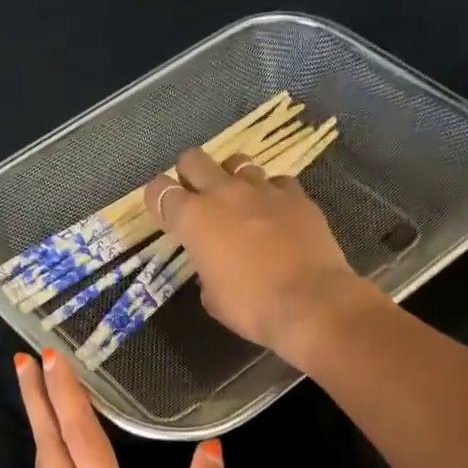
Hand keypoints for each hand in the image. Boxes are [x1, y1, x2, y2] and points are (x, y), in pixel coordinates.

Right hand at [145, 147, 377, 360]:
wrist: (310, 303)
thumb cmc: (251, 307)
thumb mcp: (212, 297)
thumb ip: (205, 270)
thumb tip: (213, 264)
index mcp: (194, 219)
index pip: (159, 191)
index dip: (157, 200)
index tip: (163, 215)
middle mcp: (224, 192)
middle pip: (194, 159)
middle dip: (190, 176)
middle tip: (197, 200)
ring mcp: (263, 189)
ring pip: (237, 162)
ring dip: (231, 178)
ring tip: (238, 202)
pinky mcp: (296, 195)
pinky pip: (276, 182)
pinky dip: (270, 194)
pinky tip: (275, 214)